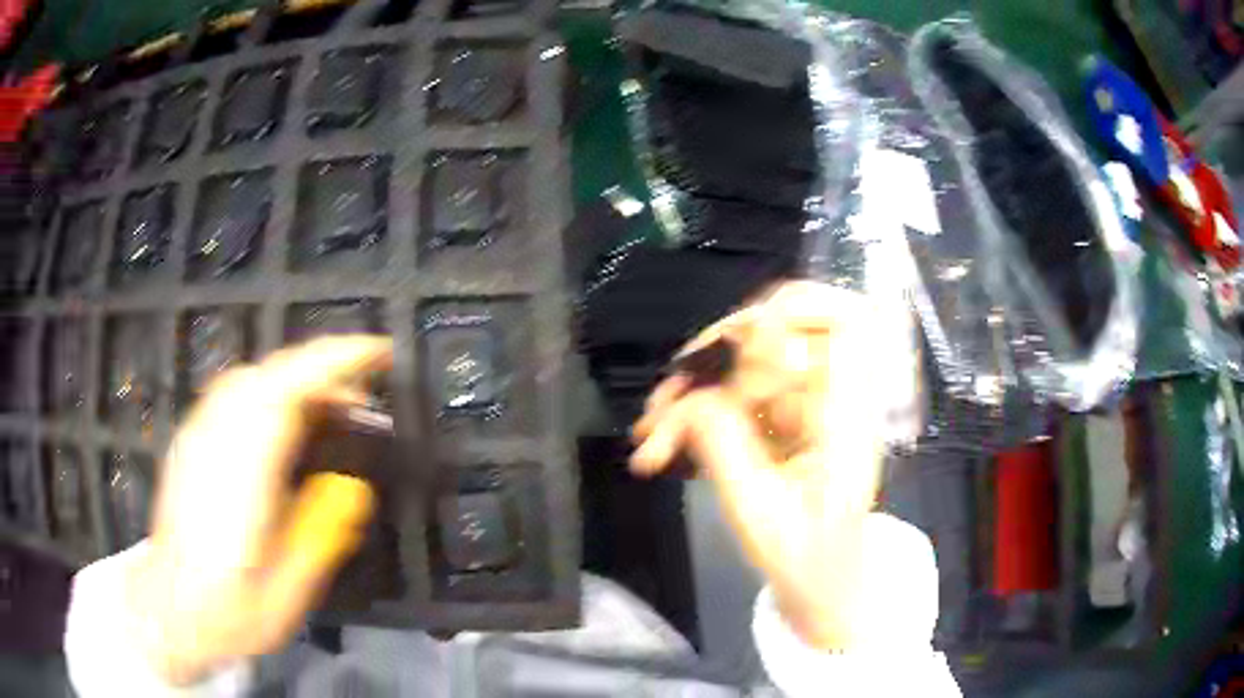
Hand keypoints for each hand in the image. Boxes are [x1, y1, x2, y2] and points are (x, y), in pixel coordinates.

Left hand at [125, 336, 391, 684]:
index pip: (285, 392)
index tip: (379, 355)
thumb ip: (320, 534)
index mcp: (239, 479)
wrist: (169, 612)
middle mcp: (213, 444)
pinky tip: (283, 426)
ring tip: (328, 412)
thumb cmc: (229, 613)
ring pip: (249, 379)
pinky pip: (233, 395)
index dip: (334, 362)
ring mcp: (196, 437)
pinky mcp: (190, 441)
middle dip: (323, 372)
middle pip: (269, 375)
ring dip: (296, 380)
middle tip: (362, 402)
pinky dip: (269, 392)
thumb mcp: (288, 593)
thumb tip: (352, 486)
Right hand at [631, 282, 910, 650]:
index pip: (846, 325)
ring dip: (696, 383)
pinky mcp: (779, 419)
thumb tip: (689, 400)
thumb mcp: (760, 513)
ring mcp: (803, 406)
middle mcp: (830, 399)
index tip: (745, 344)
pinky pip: (733, 390)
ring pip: (748, 358)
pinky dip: (695, 407)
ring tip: (653, 426)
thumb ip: (725, 447)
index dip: (796, 312)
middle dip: (721, 351)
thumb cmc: (804, 560)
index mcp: (847, 418)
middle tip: (676, 392)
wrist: (818, 583)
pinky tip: (662, 437)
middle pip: (785, 328)